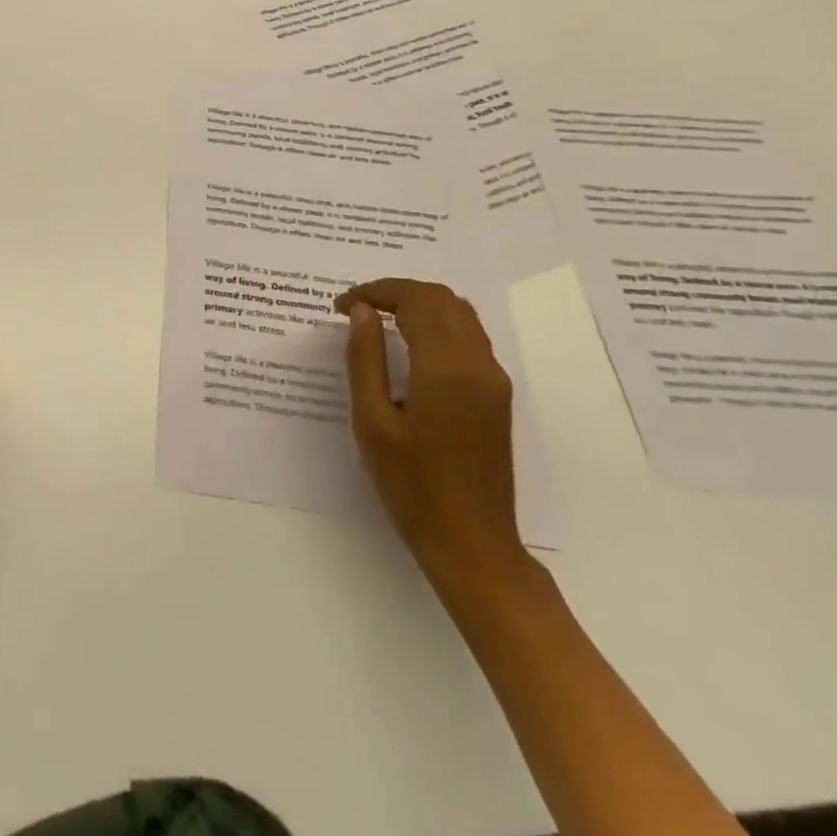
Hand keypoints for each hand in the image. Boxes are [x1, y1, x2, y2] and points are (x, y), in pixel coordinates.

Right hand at [337, 279, 526, 592]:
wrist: (472, 544)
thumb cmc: (412, 486)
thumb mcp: (372, 420)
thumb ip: (365, 358)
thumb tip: (360, 311)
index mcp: (446, 368)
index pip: (415, 300)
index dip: (374, 292)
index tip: (339, 306)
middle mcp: (478, 364)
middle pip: (441, 298)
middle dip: (396, 291)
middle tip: (356, 308)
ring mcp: (493, 379)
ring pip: (460, 313)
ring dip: (419, 304)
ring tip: (378, 319)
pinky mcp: (497, 395)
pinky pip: (469, 336)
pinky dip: (436, 323)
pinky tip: (408, 343)